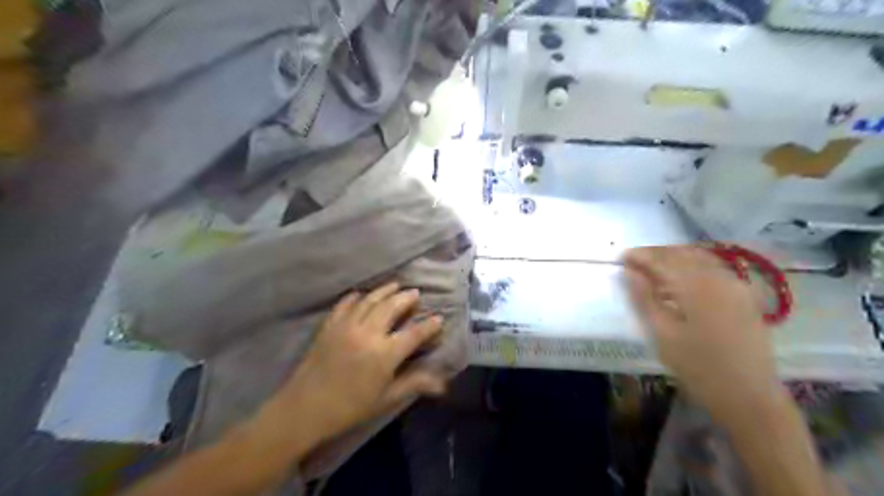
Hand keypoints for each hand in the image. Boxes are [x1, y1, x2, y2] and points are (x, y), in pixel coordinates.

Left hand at [247, 282, 445, 460]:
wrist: (305, 408)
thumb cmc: (350, 407)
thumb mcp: (386, 399)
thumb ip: (414, 383)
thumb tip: (442, 383)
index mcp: (385, 354)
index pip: (414, 334)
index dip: (429, 326)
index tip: (439, 318)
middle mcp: (368, 333)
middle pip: (392, 307)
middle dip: (406, 298)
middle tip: (415, 293)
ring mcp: (347, 326)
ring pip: (370, 300)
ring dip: (385, 291)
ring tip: (396, 285)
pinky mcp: (330, 325)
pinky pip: (345, 304)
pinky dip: (356, 296)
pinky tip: (362, 294)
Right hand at [619, 246, 777, 420]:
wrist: (750, 397)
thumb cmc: (698, 368)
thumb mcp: (662, 335)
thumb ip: (644, 299)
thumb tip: (630, 272)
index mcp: (696, 288)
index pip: (663, 260)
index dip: (641, 256)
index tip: (621, 257)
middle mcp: (719, 278)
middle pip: (682, 254)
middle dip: (656, 254)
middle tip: (634, 261)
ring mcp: (736, 285)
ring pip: (700, 258)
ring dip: (674, 257)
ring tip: (653, 267)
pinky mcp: (745, 296)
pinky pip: (714, 268)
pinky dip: (693, 265)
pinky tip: (682, 278)